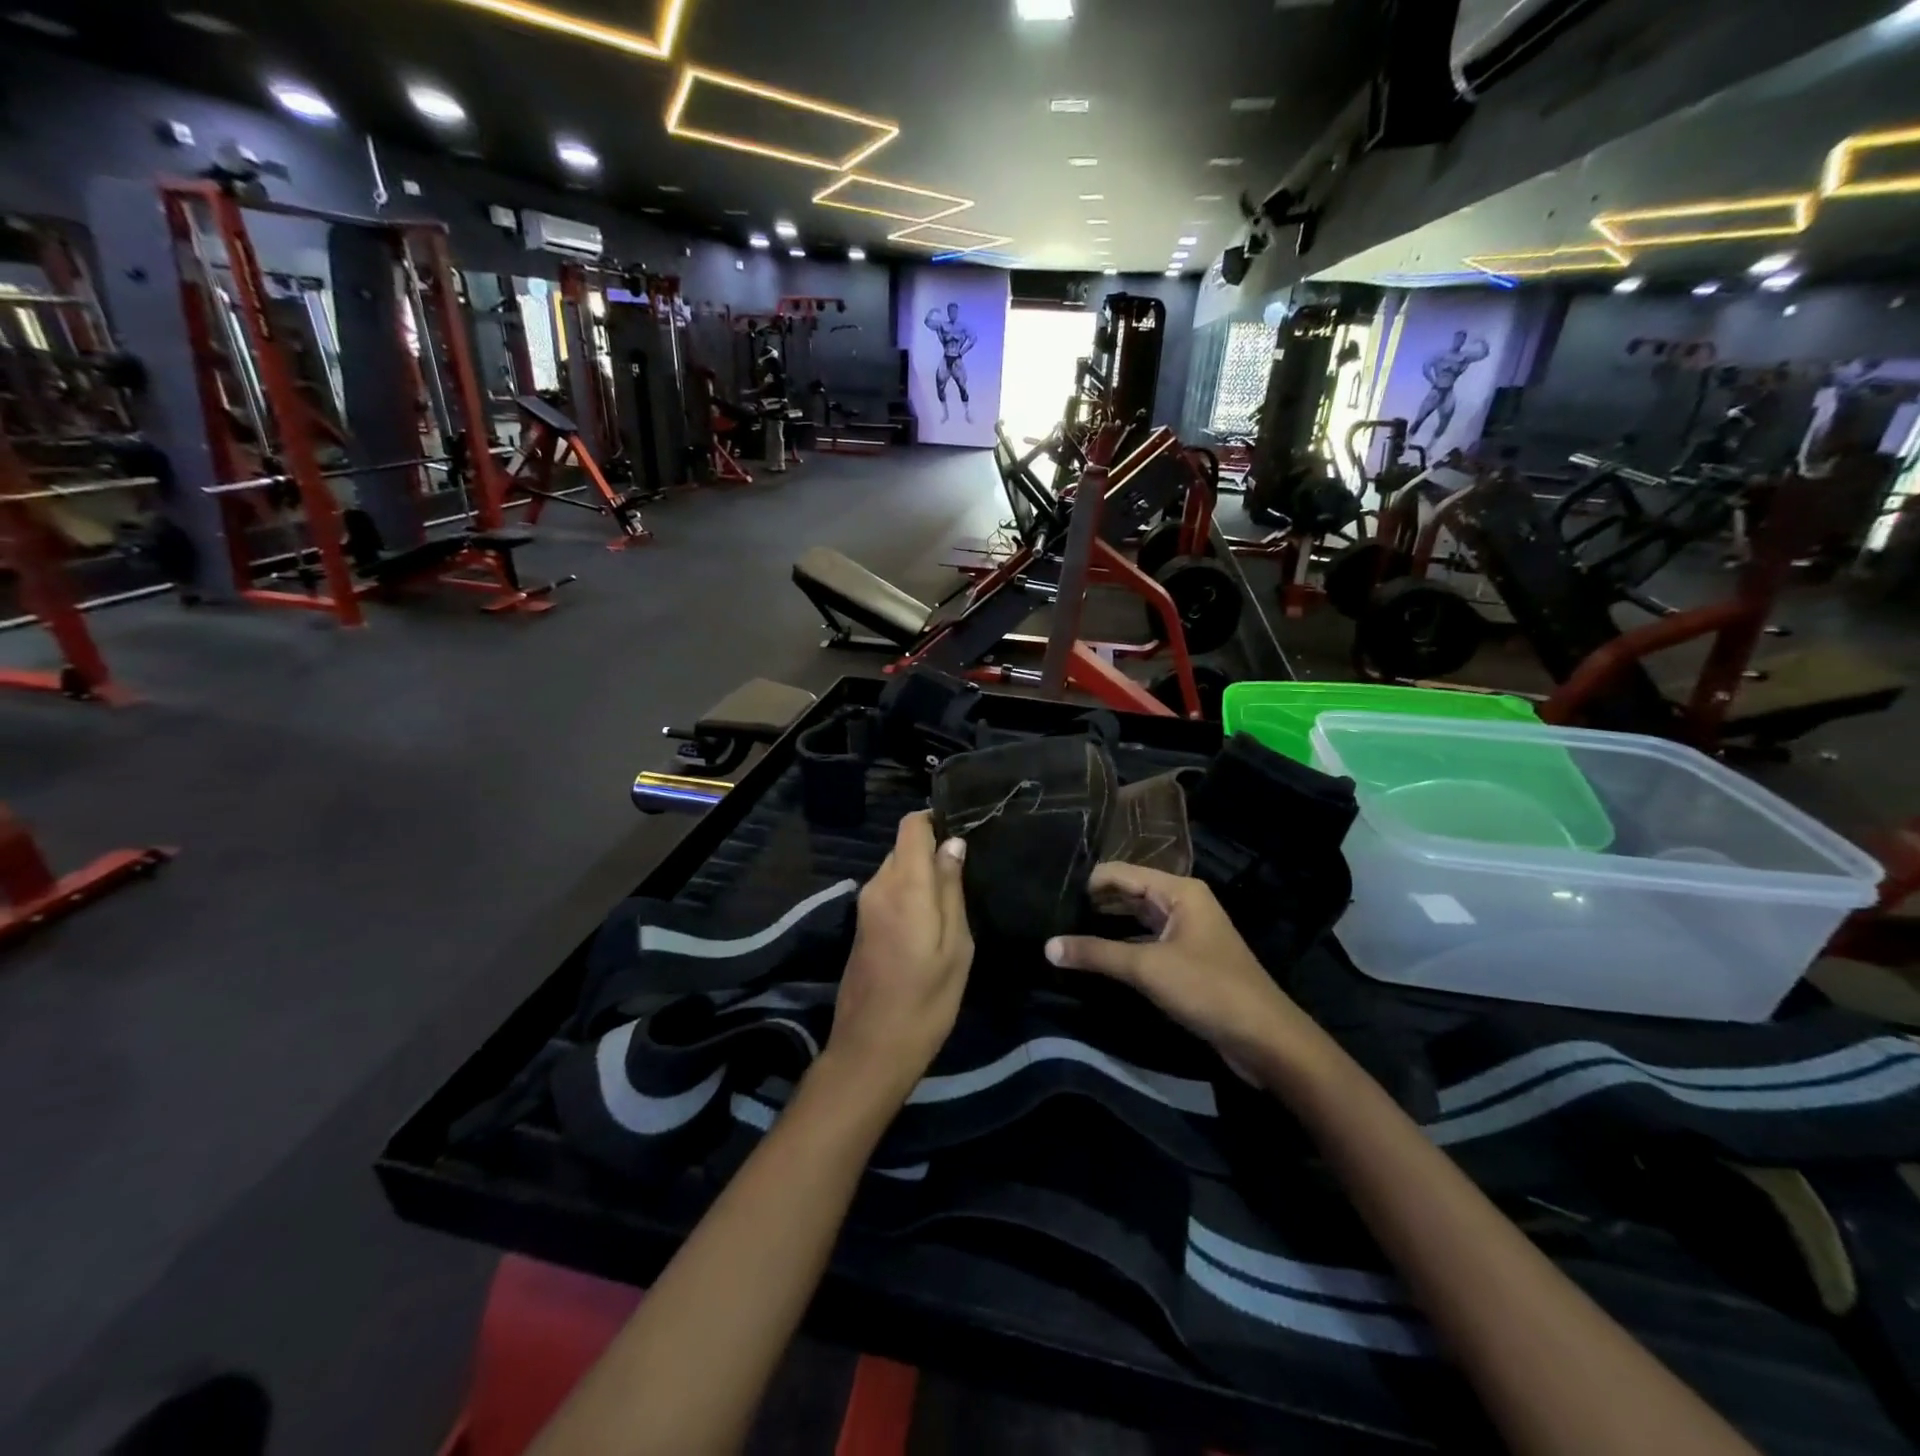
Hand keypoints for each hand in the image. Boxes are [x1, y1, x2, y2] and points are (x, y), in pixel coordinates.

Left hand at [827, 812, 972, 1100]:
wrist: (871, 1049)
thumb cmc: (926, 1000)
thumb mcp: (956, 946)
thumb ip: (952, 890)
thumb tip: (953, 845)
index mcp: (904, 885)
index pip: (911, 825)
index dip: (936, 819)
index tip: (964, 831)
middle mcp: (878, 886)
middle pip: (904, 846)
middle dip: (933, 851)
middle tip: (969, 873)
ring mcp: (865, 905)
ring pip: (897, 868)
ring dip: (922, 875)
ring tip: (956, 896)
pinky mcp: (862, 924)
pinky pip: (889, 890)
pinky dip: (910, 893)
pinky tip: (932, 919)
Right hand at [1046, 863, 1328, 1085]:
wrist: (1265, 1039)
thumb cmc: (1208, 989)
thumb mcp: (1147, 968)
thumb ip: (1096, 954)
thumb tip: (1048, 946)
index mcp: (1178, 891)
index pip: (1120, 873)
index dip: (1087, 882)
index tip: (1050, 894)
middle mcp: (1182, 903)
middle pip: (1128, 892)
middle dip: (1093, 902)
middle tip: (1051, 913)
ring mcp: (1186, 931)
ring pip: (1136, 919)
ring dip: (1105, 924)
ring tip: (1064, 931)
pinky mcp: (1186, 959)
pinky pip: (1145, 942)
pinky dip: (1121, 945)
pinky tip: (1095, 956)